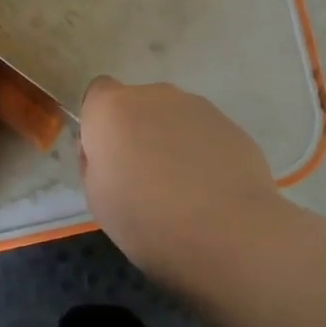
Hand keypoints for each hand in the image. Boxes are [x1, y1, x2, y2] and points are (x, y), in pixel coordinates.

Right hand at [78, 77, 286, 284]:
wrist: (229, 233)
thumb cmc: (148, 220)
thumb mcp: (97, 199)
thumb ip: (95, 162)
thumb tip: (107, 150)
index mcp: (112, 109)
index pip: (98, 93)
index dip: (100, 123)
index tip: (108, 157)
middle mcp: (153, 95)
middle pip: (137, 105)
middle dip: (137, 132)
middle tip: (144, 178)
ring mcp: (196, 106)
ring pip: (172, 118)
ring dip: (171, 141)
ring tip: (183, 189)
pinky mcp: (230, 124)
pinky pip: (203, 133)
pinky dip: (202, 152)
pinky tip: (211, 189)